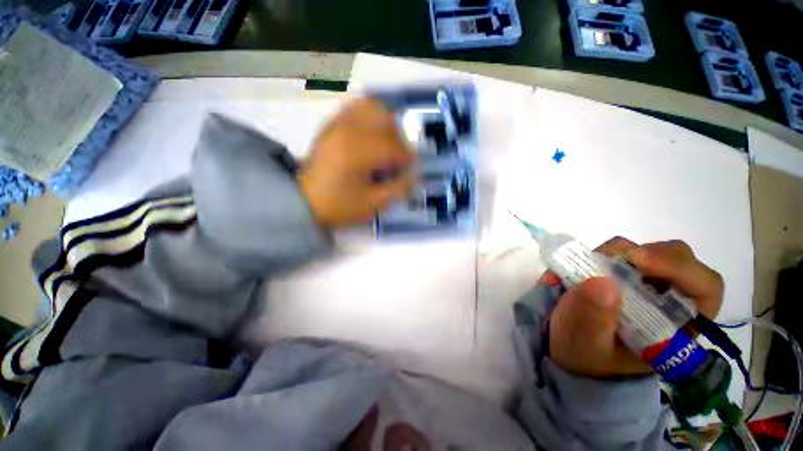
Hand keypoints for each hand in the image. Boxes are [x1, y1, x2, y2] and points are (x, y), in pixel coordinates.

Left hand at [298, 98, 417, 226]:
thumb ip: (398, 188)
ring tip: (388, 142)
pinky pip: (356, 107)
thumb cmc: (339, 205)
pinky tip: (373, 130)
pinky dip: (371, 114)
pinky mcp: (332, 123)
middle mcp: (349, 131)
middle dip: (400, 141)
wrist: (303, 200)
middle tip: (398, 158)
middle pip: (388, 123)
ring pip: (374, 108)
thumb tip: (415, 174)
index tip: (409, 169)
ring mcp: (338, 123)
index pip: (395, 147)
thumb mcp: (373, 203)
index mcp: (358, 153)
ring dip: (388, 124)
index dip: (407, 158)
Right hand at [547, 237, 723, 376]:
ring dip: (623, 251)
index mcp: (677, 327)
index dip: (680, 269)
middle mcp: (670, 300)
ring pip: (652, 251)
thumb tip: (602, 281)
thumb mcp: (587, 344)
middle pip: (680, 261)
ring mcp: (648, 284)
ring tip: (594, 264)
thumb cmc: (586, 354)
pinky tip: (589, 264)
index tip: (638, 260)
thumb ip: (595, 319)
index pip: (704, 288)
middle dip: (650, 254)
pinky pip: (624, 251)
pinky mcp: (626, 274)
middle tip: (614, 257)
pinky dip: (607, 252)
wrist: (572, 348)